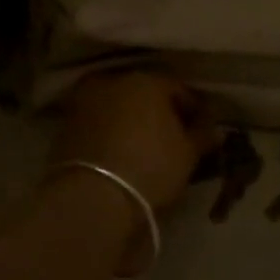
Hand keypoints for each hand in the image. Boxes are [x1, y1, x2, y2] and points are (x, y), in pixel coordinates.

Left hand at [51, 72, 211, 212]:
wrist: (92, 198)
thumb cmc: (150, 168)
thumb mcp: (187, 154)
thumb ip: (202, 135)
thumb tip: (213, 129)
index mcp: (147, 81)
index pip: (179, 89)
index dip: (194, 109)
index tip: (202, 129)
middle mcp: (114, 81)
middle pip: (146, 93)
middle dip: (160, 111)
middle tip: (173, 136)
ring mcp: (86, 101)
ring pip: (119, 106)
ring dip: (132, 120)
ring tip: (145, 145)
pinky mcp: (66, 125)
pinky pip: (99, 123)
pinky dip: (111, 132)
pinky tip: (120, 152)